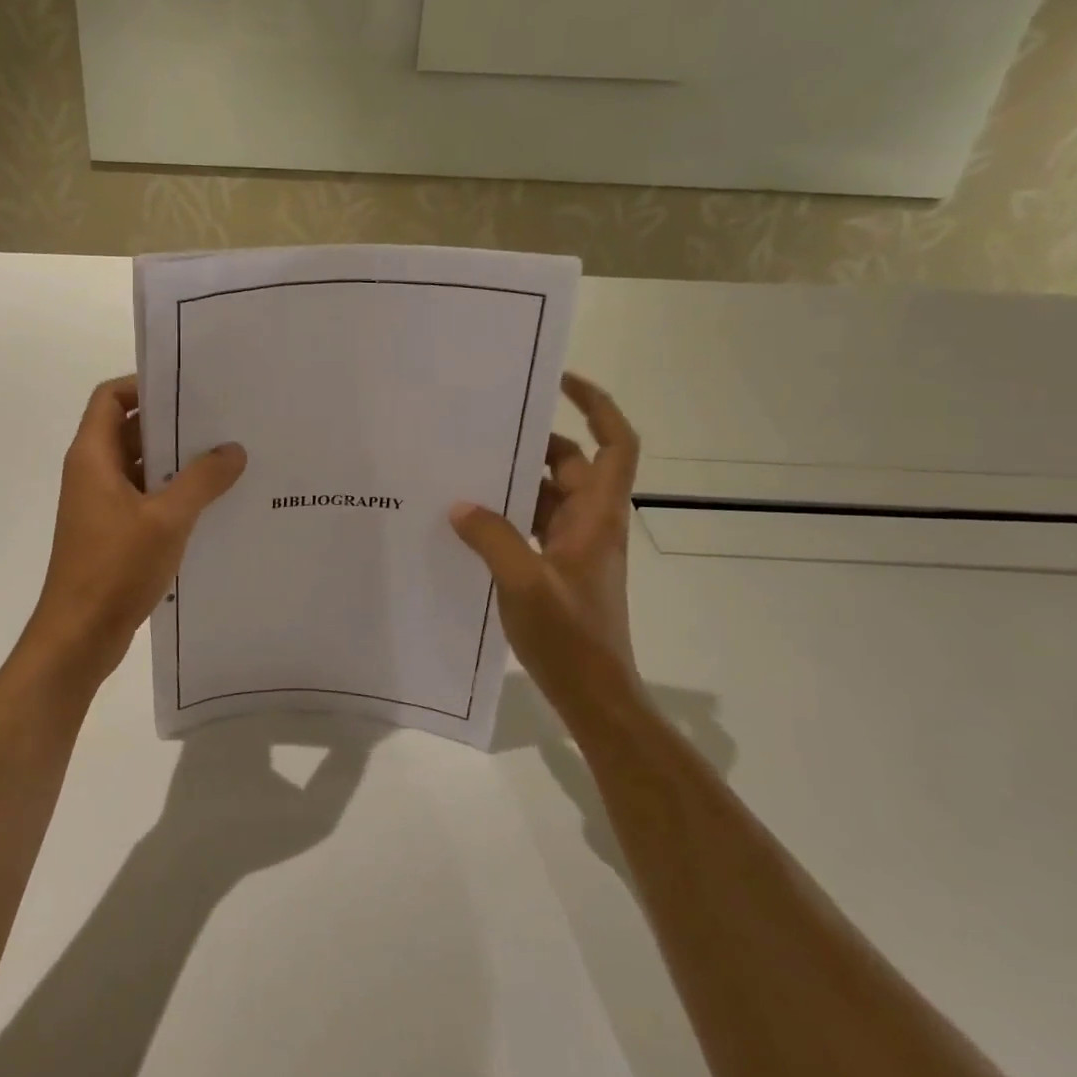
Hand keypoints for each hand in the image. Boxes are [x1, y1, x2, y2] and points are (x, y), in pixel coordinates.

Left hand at [25, 376, 245, 684]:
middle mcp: (93, 473)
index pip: (111, 398)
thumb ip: (202, 480)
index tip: (188, 387)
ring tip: (226, 457)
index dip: (144, 384)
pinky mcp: (114, 532)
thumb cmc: (115, 567)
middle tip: (221, 419)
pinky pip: (145, 498)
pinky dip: (173, 494)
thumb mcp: (167, 518)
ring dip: (176, 462)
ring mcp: (103, 505)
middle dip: (172, 423)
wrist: (79, 635)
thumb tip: (234, 449)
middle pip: (130, 430)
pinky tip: (212, 502)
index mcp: (93, 457)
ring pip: (141, 467)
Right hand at [449, 373, 642, 717]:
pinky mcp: (557, 567)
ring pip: (547, 495)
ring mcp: (575, 545)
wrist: (596, 695)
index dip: (597, 405)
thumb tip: (461, 506)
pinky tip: (469, 520)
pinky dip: (507, 515)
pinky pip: (532, 524)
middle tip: (486, 427)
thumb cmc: (571, 638)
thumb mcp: (525, 584)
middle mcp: (591, 521)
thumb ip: (492, 538)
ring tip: (466, 468)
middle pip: (571, 463)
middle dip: (534, 442)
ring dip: (515, 481)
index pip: (616, 443)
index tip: (561, 381)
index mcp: (598, 514)